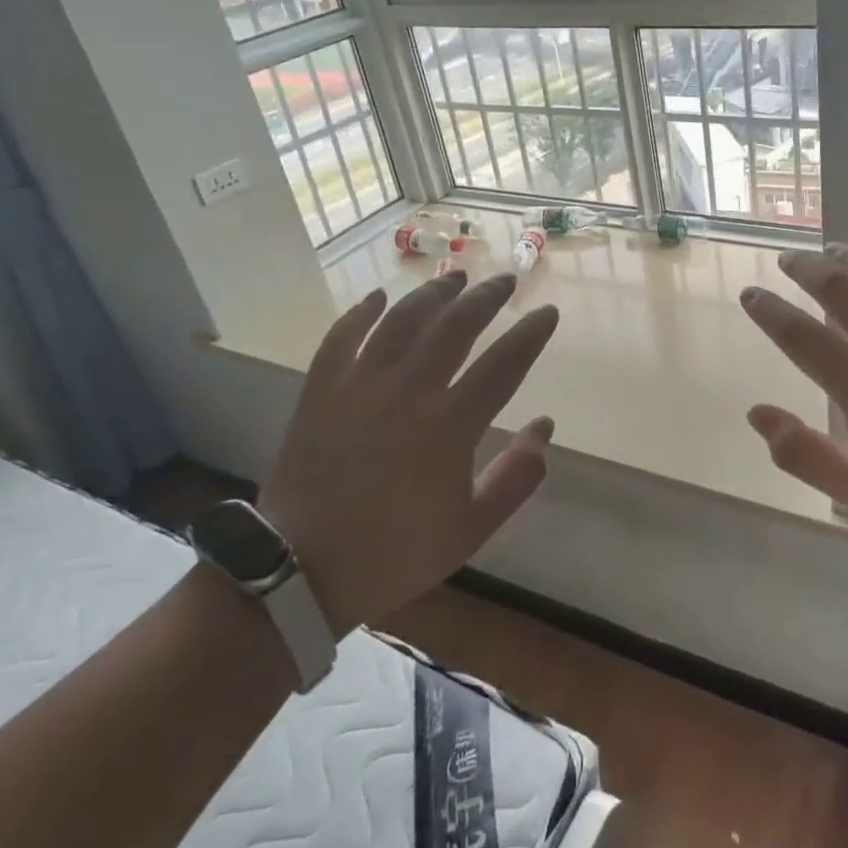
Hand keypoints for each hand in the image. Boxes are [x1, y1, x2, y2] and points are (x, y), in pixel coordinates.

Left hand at [258, 270, 558, 633]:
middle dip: (486, 297)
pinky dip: (361, 313)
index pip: (504, 363)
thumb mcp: (471, 529)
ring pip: (402, 320)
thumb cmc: (395, 554)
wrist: (299, 571)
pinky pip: (342, 337)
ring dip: (433, 293)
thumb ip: (516, 477)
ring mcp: (359, 386)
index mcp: (450, 426)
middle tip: (505, 280)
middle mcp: (408, 392)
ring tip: (455, 277)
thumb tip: (545, 427)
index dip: (530, 334)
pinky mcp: (320, 390)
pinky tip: (378, 297)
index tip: (547, 313)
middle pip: (455, 326)